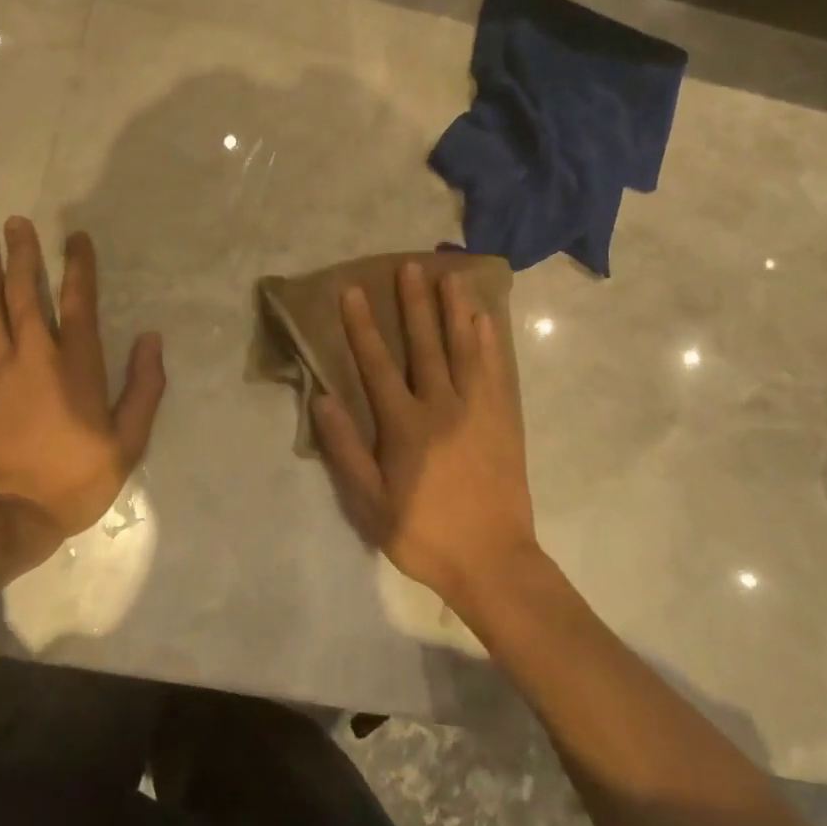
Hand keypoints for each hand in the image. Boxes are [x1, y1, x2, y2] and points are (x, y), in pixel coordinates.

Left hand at [0, 219, 165, 570]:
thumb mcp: (128, 443)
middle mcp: (33, 355)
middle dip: (25, 254)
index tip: (76, 237)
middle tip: (18, 221)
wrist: (4, 520)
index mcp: (76, 367)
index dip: (79, 267)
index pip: (80, 303)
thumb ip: (144, 388)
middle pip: (27, 293)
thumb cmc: (72, 482)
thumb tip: (151, 339)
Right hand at [311, 261, 537, 612]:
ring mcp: (478, 409)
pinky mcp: (504, 419)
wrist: (492, 561)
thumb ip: (346, 449)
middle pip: (425, 344)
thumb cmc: (424, 533)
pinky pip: (496, 370)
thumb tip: (322, 399)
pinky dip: (490, 341)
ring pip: (465, 348)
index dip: (362, 326)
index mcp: (405, 425)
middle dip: (414, 303)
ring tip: (450, 275)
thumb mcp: (370, 503)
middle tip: (409, 265)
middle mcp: (442, 406)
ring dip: (455, 309)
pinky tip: (485, 318)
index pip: (377, 364)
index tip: (353, 291)